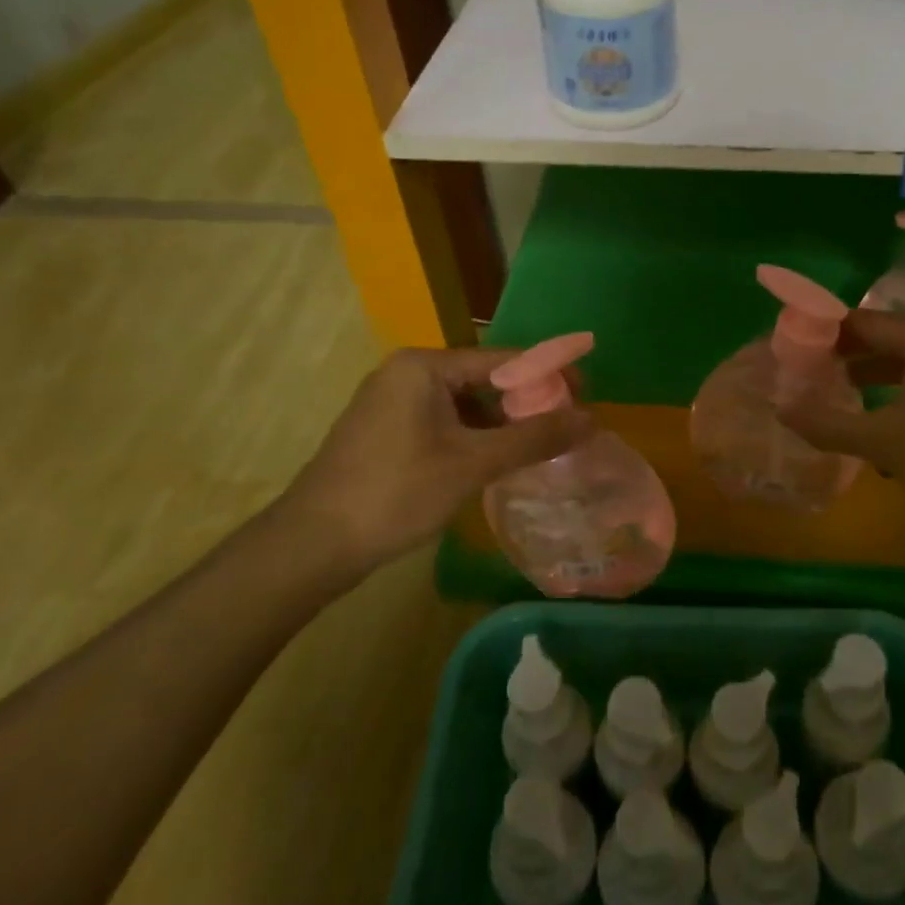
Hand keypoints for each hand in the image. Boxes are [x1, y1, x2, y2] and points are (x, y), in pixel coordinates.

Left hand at [277, 347, 590, 577]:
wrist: (311, 546)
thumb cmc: (395, 493)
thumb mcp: (472, 465)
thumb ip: (533, 439)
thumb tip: (592, 420)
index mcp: (424, 366)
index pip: (501, 359)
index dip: (547, 374)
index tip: (585, 392)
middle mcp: (407, 373)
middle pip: (483, 380)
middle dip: (524, 404)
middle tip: (565, 425)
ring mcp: (392, 402)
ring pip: (464, 405)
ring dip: (500, 425)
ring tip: (537, 448)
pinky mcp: (387, 431)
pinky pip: (444, 423)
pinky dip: (473, 438)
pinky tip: (494, 462)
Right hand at [776, 311, 904, 538]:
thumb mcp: (882, 441)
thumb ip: (828, 424)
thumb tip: (781, 410)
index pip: (862, 322)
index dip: (825, 334)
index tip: (794, 350)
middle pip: (885, 340)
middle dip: (847, 359)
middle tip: (809, 376)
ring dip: (872, 381)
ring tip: (838, 400)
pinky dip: (900, 397)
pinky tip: (883, 431)